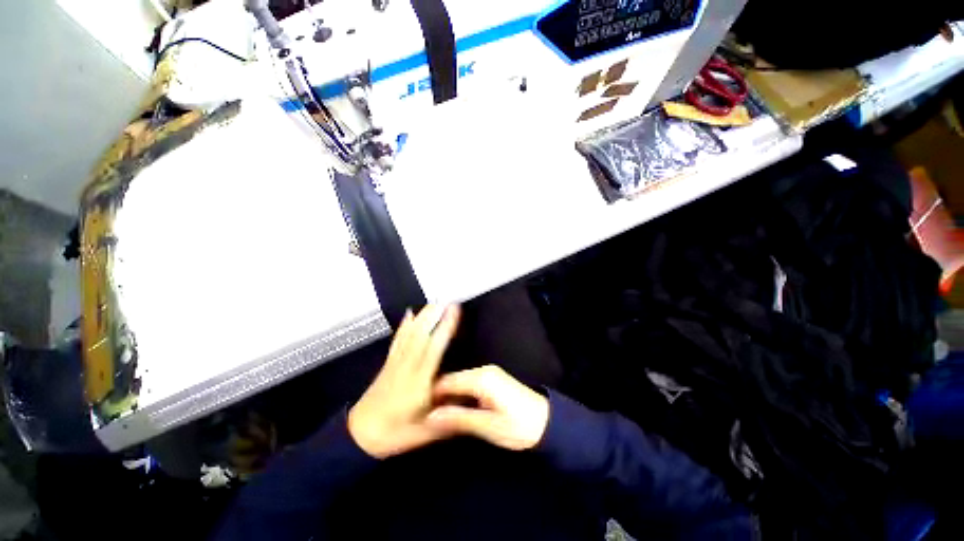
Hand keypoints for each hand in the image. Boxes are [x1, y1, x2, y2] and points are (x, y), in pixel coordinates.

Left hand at [348, 305, 460, 458]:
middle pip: (421, 334)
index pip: (434, 348)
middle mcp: (408, 366)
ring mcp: (396, 362)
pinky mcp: (388, 362)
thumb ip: (450, 414)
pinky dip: (404, 325)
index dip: (445, 327)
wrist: (358, 437)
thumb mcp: (426, 432)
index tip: (454, 310)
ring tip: (433, 302)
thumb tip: (471, 397)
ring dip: (423, 315)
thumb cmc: (395, 434)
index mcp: (419, 381)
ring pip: (410, 333)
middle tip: (447, 299)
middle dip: (434, 314)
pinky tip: (408, 314)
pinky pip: (398, 339)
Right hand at [427, 365, 549, 450]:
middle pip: (452, 380)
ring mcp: (488, 373)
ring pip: (459, 382)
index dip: (430, 396)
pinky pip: (468, 385)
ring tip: (437, 417)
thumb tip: (429, 417)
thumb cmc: (518, 427)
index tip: (417, 413)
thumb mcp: (487, 426)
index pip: (446, 382)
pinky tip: (455, 411)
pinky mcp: (492, 379)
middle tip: (426, 418)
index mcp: (480, 379)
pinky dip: (459, 396)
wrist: (547, 423)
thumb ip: (458, 419)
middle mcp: (482, 370)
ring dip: (449, 398)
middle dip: (439, 397)